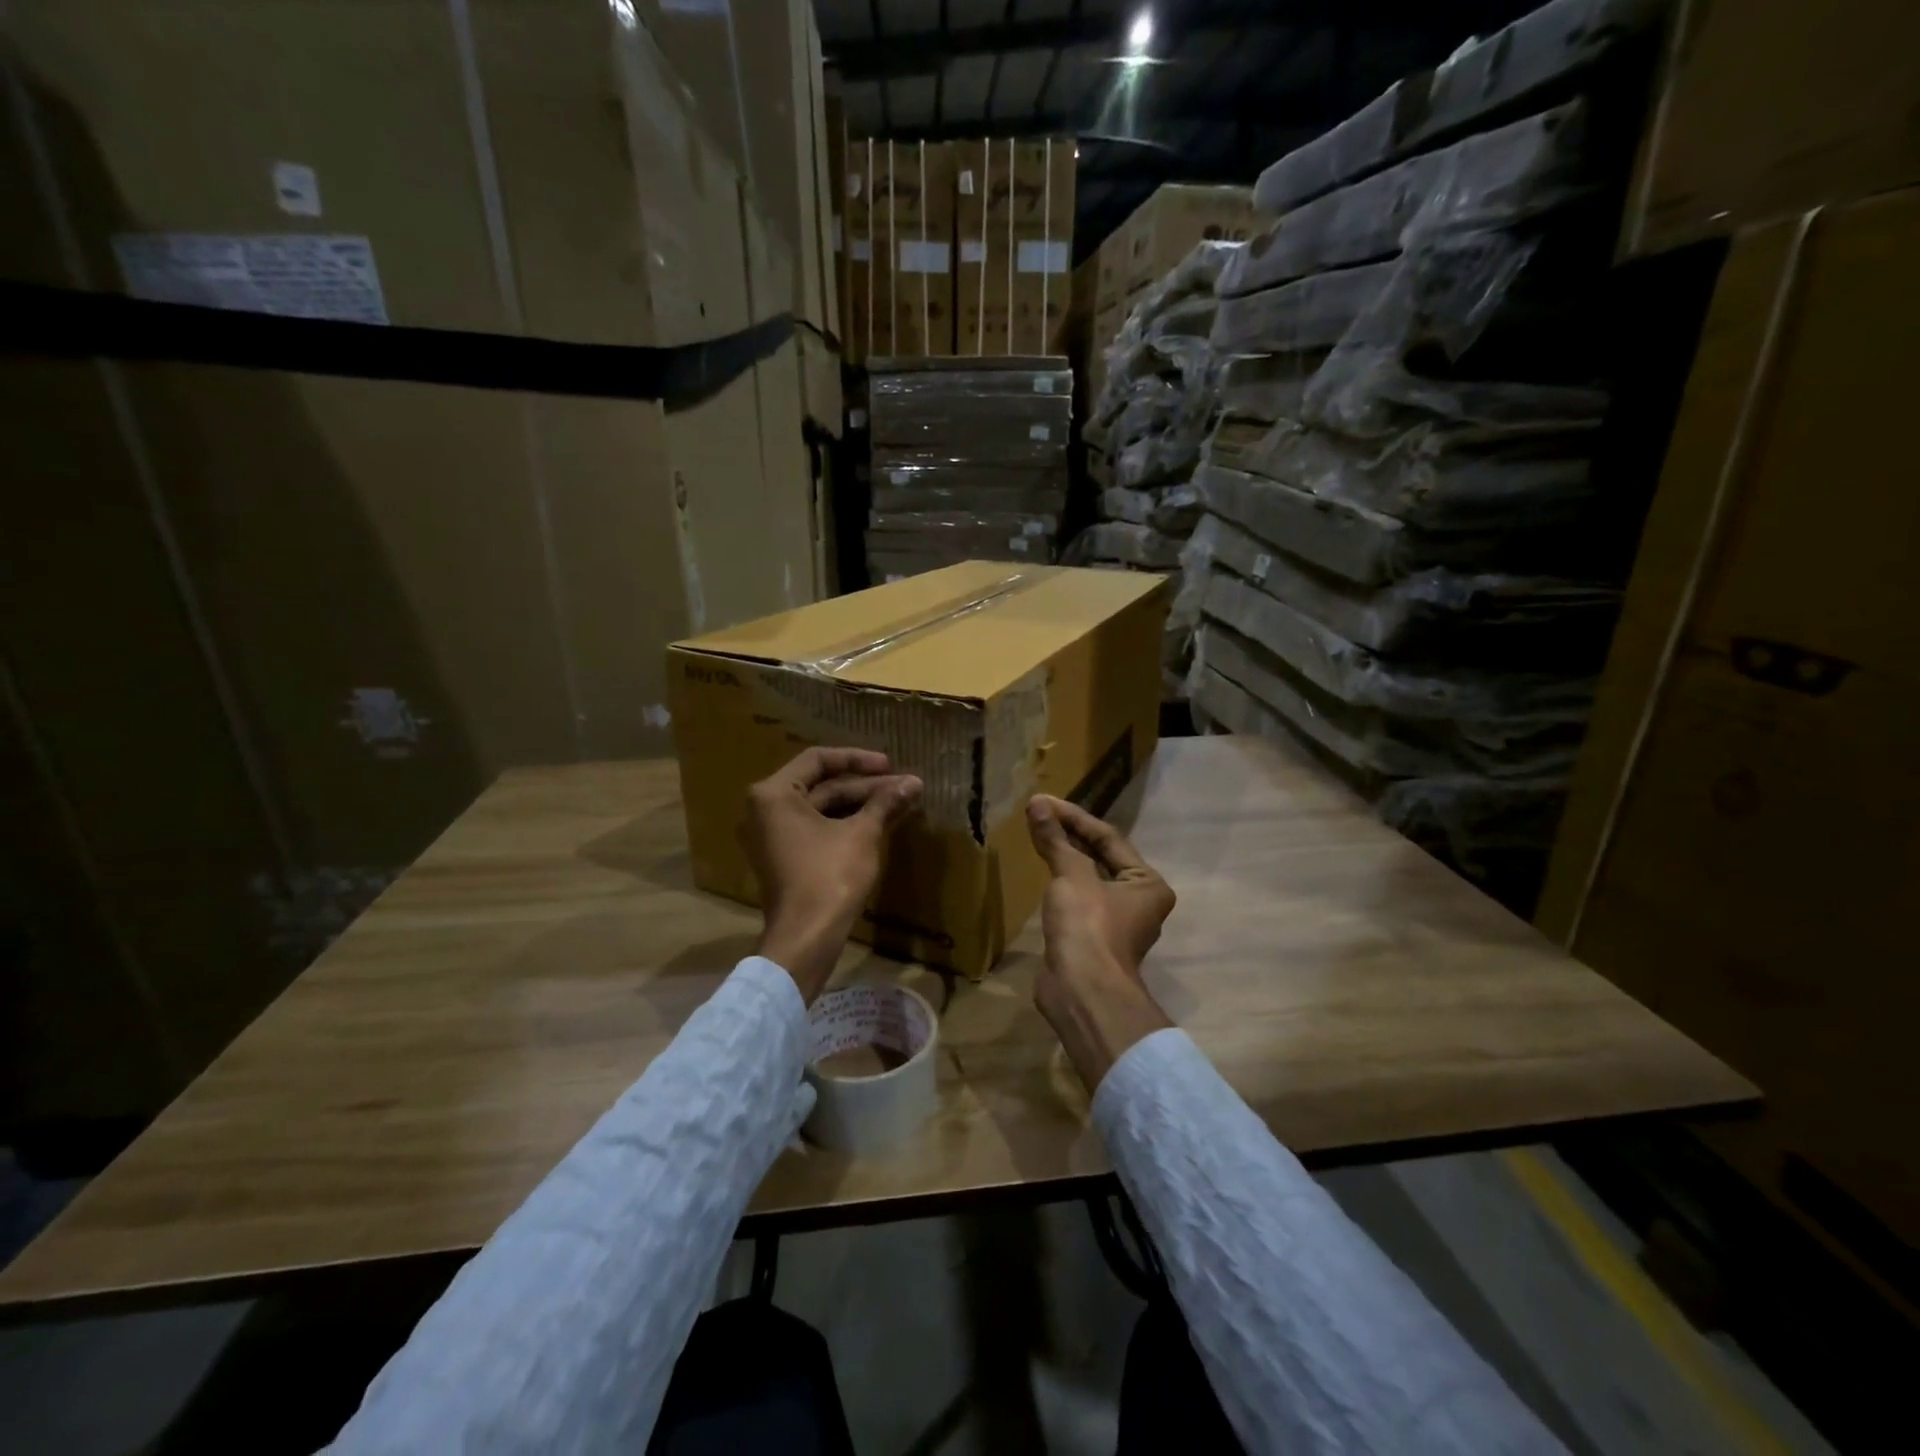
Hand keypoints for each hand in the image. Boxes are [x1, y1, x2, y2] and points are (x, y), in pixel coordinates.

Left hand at [742, 747, 922, 1000]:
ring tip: (900, 802)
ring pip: (822, 808)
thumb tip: (914, 782)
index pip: (818, 759)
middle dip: (866, 786)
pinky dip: (846, 823)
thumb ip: (885, 802)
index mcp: (774, 794)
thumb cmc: (830, 877)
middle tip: (905, 786)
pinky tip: (880, 822)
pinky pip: (816, 828)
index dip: (858, 759)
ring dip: (860, 804)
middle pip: (821, 785)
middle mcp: (765, 810)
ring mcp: (772, 836)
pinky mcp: (784, 858)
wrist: (806, 939)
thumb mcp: (862, 834)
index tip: (890, 764)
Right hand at [1026, 795, 1175, 1091]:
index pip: (1109, 838)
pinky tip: (1043, 871)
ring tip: (1039, 834)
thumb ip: (1056, 839)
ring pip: (1088, 878)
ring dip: (1065, 857)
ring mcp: (1115, 923)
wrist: (1082, 991)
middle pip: (1101, 857)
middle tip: (1039, 813)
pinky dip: (1061, 882)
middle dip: (1070, 834)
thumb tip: (1037, 804)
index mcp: (1147, 884)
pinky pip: (1077, 899)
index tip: (1043, 801)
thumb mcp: (1071, 875)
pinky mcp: (1092, 939)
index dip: (1074, 817)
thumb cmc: (1088, 926)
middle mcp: (1138, 901)